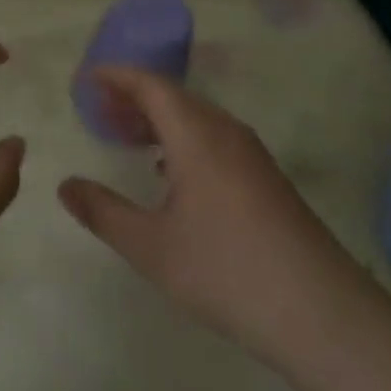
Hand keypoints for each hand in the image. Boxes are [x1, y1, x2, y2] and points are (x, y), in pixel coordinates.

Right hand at [58, 66, 374, 371]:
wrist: (325, 314)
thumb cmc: (228, 272)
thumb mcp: (152, 248)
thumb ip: (104, 212)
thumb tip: (65, 185)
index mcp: (196, 134)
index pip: (151, 84)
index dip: (118, 75)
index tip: (88, 78)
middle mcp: (225, 131)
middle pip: (174, 96)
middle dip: (134, 97)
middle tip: (100, 110)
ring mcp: (251, 154)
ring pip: (197, 117)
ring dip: (160, 119)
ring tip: (129, 137)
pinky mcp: (267, 178)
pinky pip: (214, 138)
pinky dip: (183, 139)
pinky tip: (171, 172)